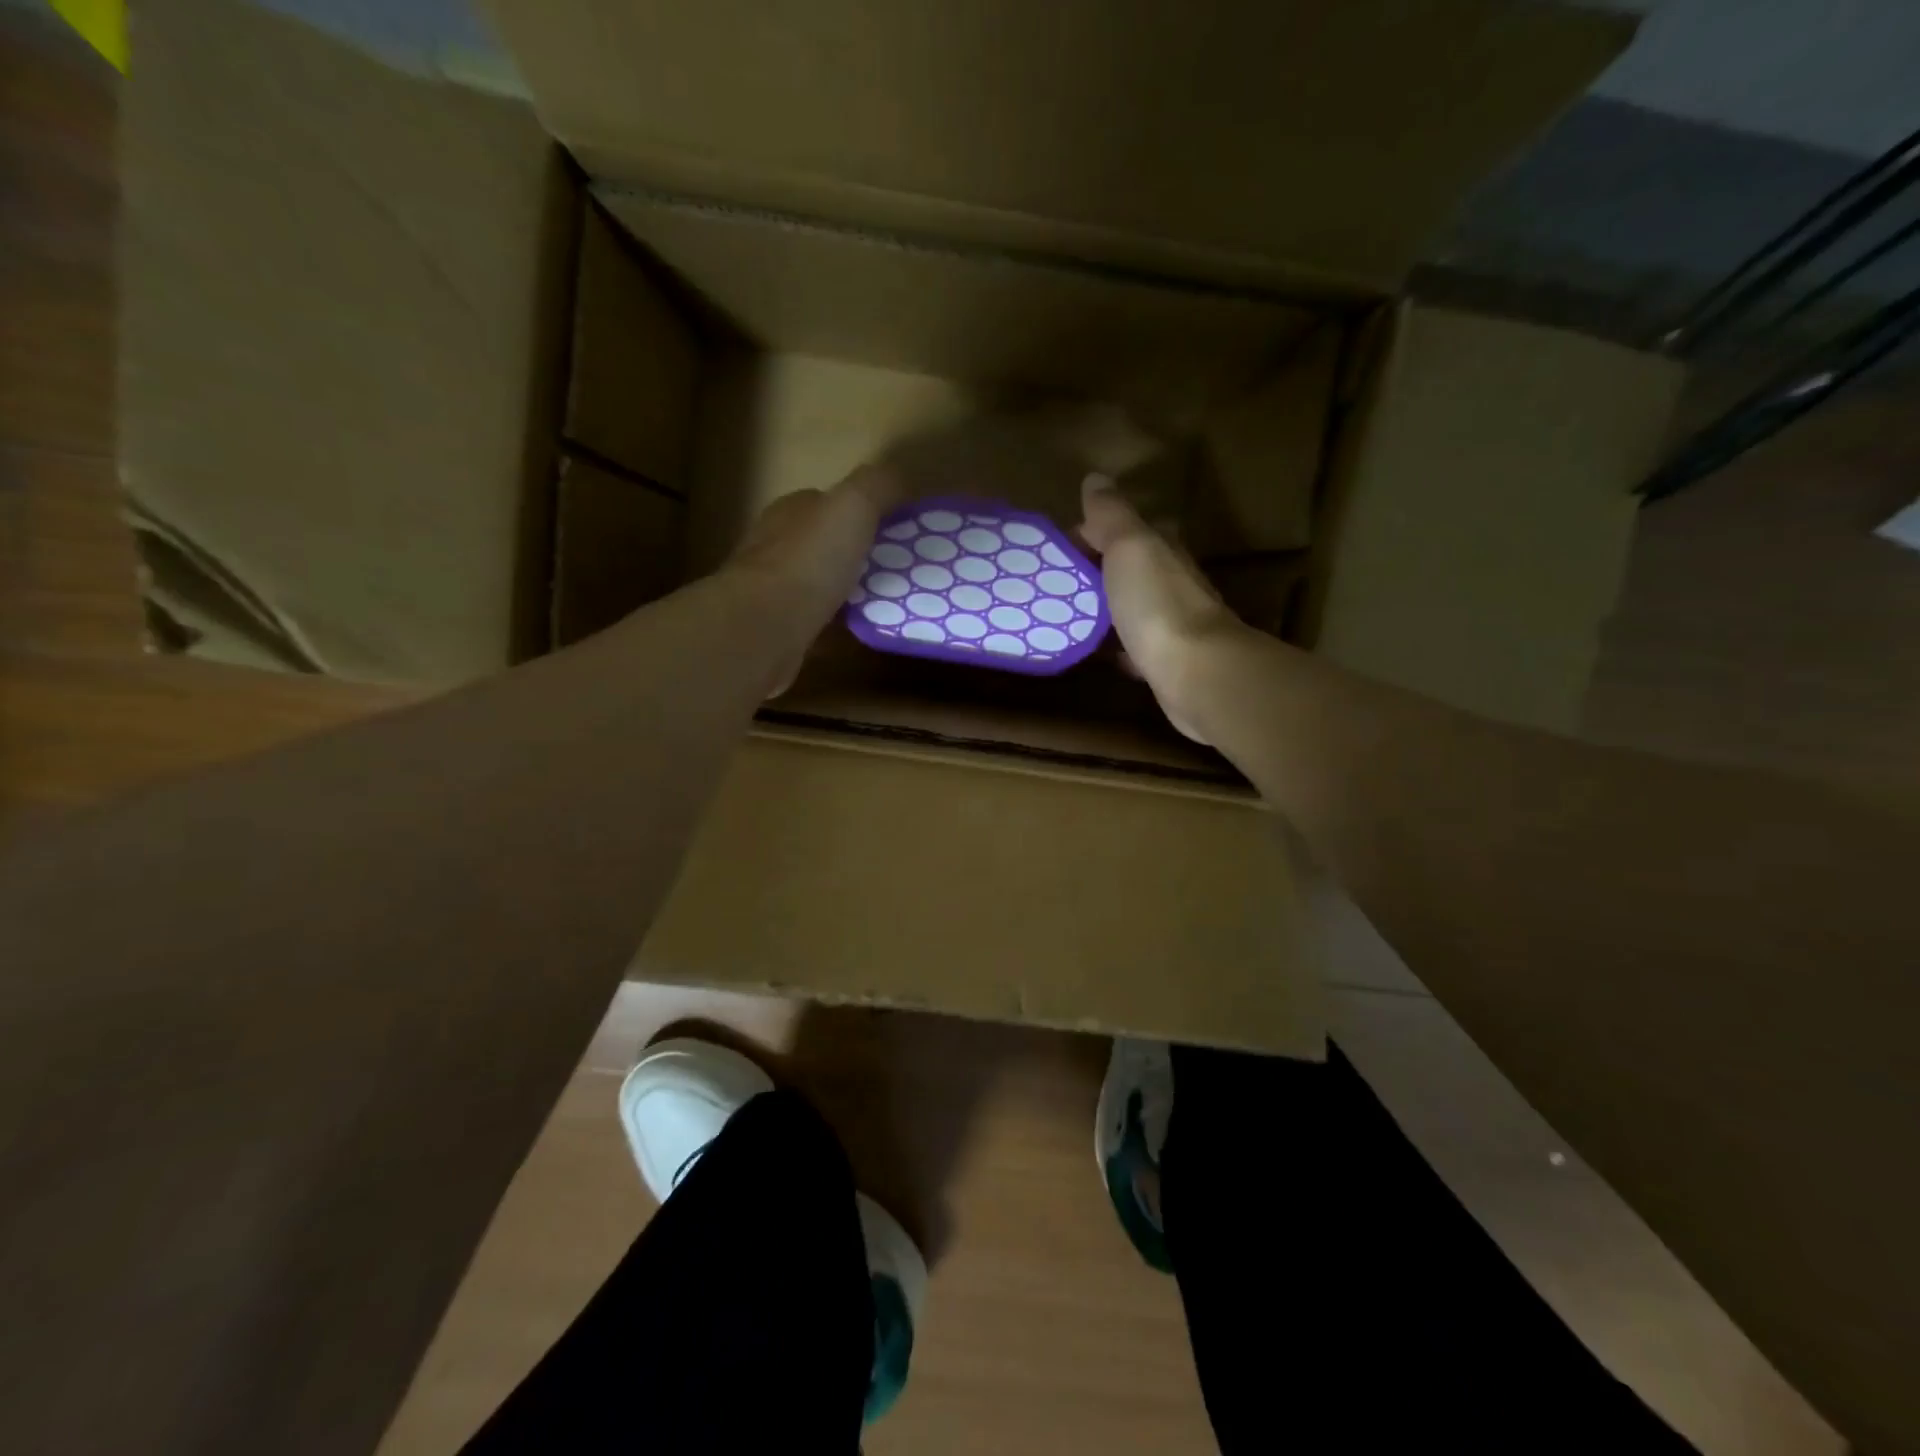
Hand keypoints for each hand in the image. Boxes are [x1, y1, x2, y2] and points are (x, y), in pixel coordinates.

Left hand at [728, 464, 902, 694]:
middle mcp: (776, 545)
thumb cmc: (809, 561)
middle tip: (899, 570)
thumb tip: (899, 478)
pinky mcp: (778, 629)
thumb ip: (877, 486)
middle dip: (857, 554)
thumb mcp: (853, 506)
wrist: (764, 628)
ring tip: (888, 602)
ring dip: (849, 591)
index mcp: (791, 511)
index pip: (828, 502)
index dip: (863, 511)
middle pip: (825, 544)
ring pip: (820, 584)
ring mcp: (773, 590)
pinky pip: (818, 622)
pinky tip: (863, 632)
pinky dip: (839, 626)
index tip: (897, 530)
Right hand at [1077, 473, 1249, 742]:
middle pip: (1125, 569)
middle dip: (1091, 572)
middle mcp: (1169, 582)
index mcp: (1161, 549)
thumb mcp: (1130, 547)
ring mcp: (1169, 623)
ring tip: (1059, 616)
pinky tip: (1090, 651)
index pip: (1121, 530)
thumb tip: (1096, 478)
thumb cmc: (1157, 604)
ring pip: (1127, 608)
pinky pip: (1130, 646)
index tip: (1050, 550)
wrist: (1196, 673)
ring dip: (1100, 609)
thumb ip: (1111, 515)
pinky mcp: (1164, 661)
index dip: (1087, 534)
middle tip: (1048, 585)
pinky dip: (1111, 645)